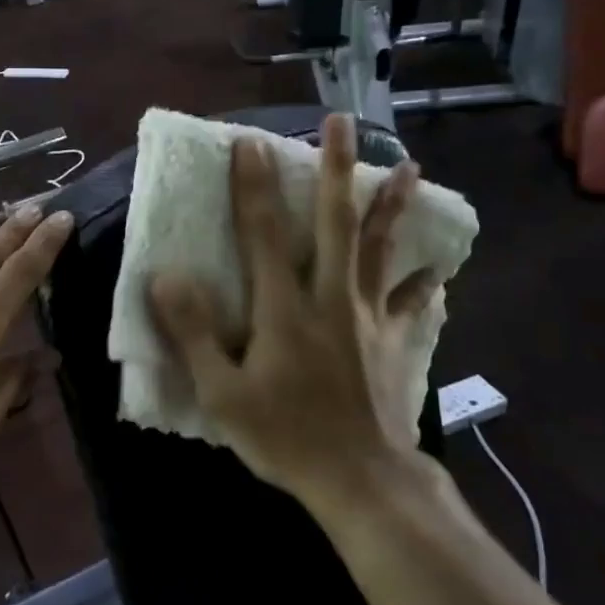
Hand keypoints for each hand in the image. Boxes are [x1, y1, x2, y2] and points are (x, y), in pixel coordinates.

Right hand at [148, 116, 445, 518]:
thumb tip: (166, 275)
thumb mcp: (221, 393)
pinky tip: (439, 267)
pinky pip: (410, 303)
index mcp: (285, 308)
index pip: (264, 233)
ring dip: (392, 205)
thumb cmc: (284, 437)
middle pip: (335, 222)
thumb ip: (193, 332)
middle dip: (335, 169)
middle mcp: (331, 298)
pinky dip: (423, 281)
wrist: (361, 482)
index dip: (254, 185)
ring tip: (410, 166)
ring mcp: (369, 318)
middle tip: (340, 122)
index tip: (249, 141)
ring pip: (380, 249)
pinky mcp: (393, 342)